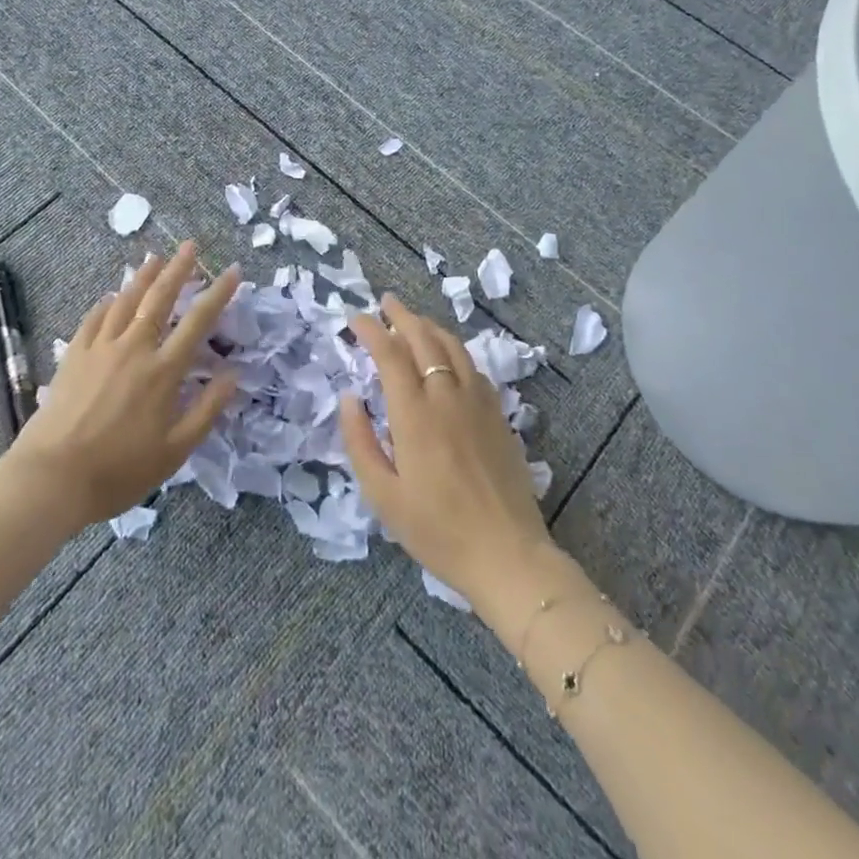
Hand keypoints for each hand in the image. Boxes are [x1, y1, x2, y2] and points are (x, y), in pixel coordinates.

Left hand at [3, 241, 239, 526]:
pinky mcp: (74, 356)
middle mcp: (134, 348)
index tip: (232, 270)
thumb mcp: (175, 451)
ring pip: (126, 301)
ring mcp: (100, 348)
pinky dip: (107, 303)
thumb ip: (207, 410)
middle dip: (178, 269)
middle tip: (190, 245)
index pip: (198, 321)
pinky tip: (112, 296)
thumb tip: (233, 375)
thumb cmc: (119, 470)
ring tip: (155, 258)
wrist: (52, 477)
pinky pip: (94, 319)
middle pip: (160, 298)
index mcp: (163, 371)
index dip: (218, 293)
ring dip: (143, 277)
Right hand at [340, 295, 556, 606]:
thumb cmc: (437, 531)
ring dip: (430, 326)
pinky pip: (473, 367)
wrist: (508, 556)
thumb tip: (349, 397)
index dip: (371, 330)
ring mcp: (478, 403)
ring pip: (453, 347)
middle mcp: (447, 397)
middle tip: (384, 303)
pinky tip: (449, 356)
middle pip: (424, 339)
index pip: (390, 354)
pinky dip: (454, 350)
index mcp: (415, 415)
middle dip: (401, 315)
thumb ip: (360, 441)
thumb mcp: (382, 496)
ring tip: (414, 320)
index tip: (355, 318)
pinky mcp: (499, 415)